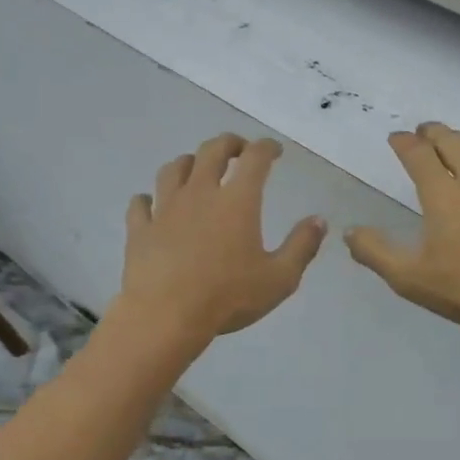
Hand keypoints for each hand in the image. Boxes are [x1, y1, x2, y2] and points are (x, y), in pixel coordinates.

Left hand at [118, 134, 326, 342]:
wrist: (166, 316)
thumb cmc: (228, 297)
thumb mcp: (280, 278)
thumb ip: (302, 246)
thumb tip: (319, 220)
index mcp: (237, 201)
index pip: (255, 158)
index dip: (267, 147)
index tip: (274, 150)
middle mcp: (200, 193)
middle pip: (211, 151)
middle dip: (229, 143)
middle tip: (238, 149)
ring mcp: (165, 208)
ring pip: (174, 169)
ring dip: (189, 162)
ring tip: (197, 168)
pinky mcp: (140, 229)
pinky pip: (141, 203)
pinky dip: (148, 199)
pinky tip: (152, 203)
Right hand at [346, 123, 459, 330]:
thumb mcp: (411, 278)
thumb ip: (376, 253)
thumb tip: (349, 232)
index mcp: (443, 194)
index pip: (419, 155)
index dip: (405, 143)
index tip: (396, 138)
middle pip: (452, 141)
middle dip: (434, 132)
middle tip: (424, 131)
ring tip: (456, 139)